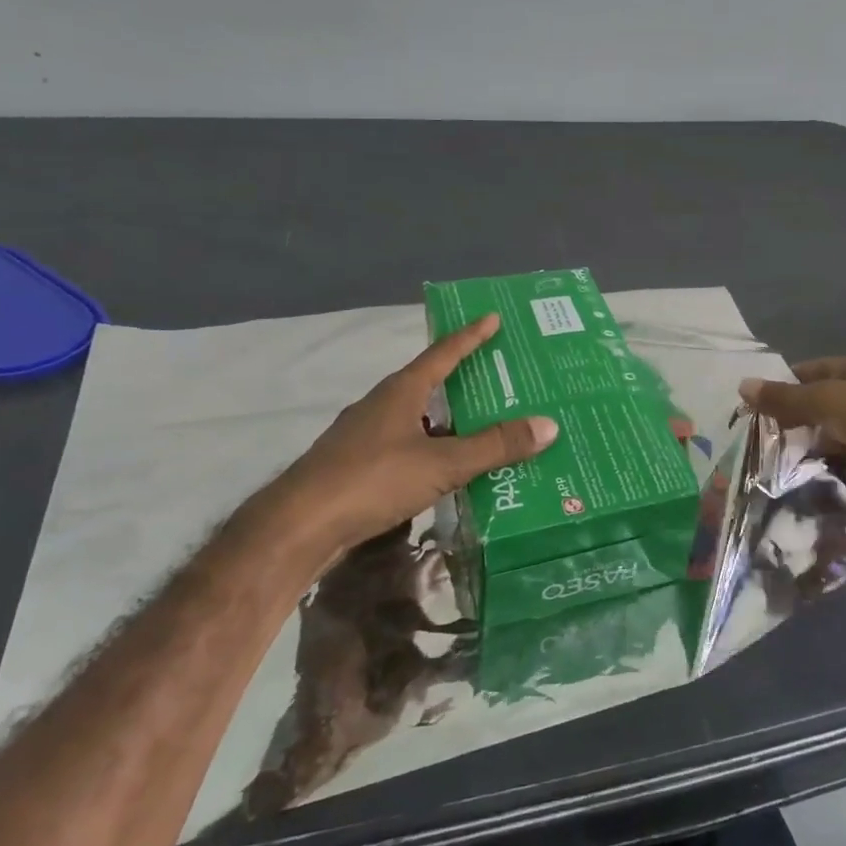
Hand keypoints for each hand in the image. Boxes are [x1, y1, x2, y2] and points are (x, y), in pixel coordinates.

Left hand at [263, 314, 558, 557]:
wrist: (297, 528)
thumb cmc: (371, 481)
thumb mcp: (441, 463)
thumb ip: (494, 446)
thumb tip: (548, 424)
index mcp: (401, 391)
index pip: (443, 353)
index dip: (470, 336)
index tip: (492, 318)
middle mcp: (381, 405)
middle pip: (429, 383)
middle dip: (463, 380)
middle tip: (500, 379)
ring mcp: (364, 436)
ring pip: (416, 418)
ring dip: (447, 421)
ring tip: (482, 428)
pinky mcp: (355, 467)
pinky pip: (404, 446)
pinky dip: (429, 449)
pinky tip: (445, 470)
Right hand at [739, 355, 845, 532]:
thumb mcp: (826, 401)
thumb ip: (785, 398)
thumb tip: (742, 385)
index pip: (818, 370)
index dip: (788, 383)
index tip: (759, 403)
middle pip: (826, 404)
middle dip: (797, 419)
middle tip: (763, 435)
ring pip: (836, 437)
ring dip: (812, 447)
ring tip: (776, 460)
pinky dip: (830, 470)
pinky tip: (804, 478)